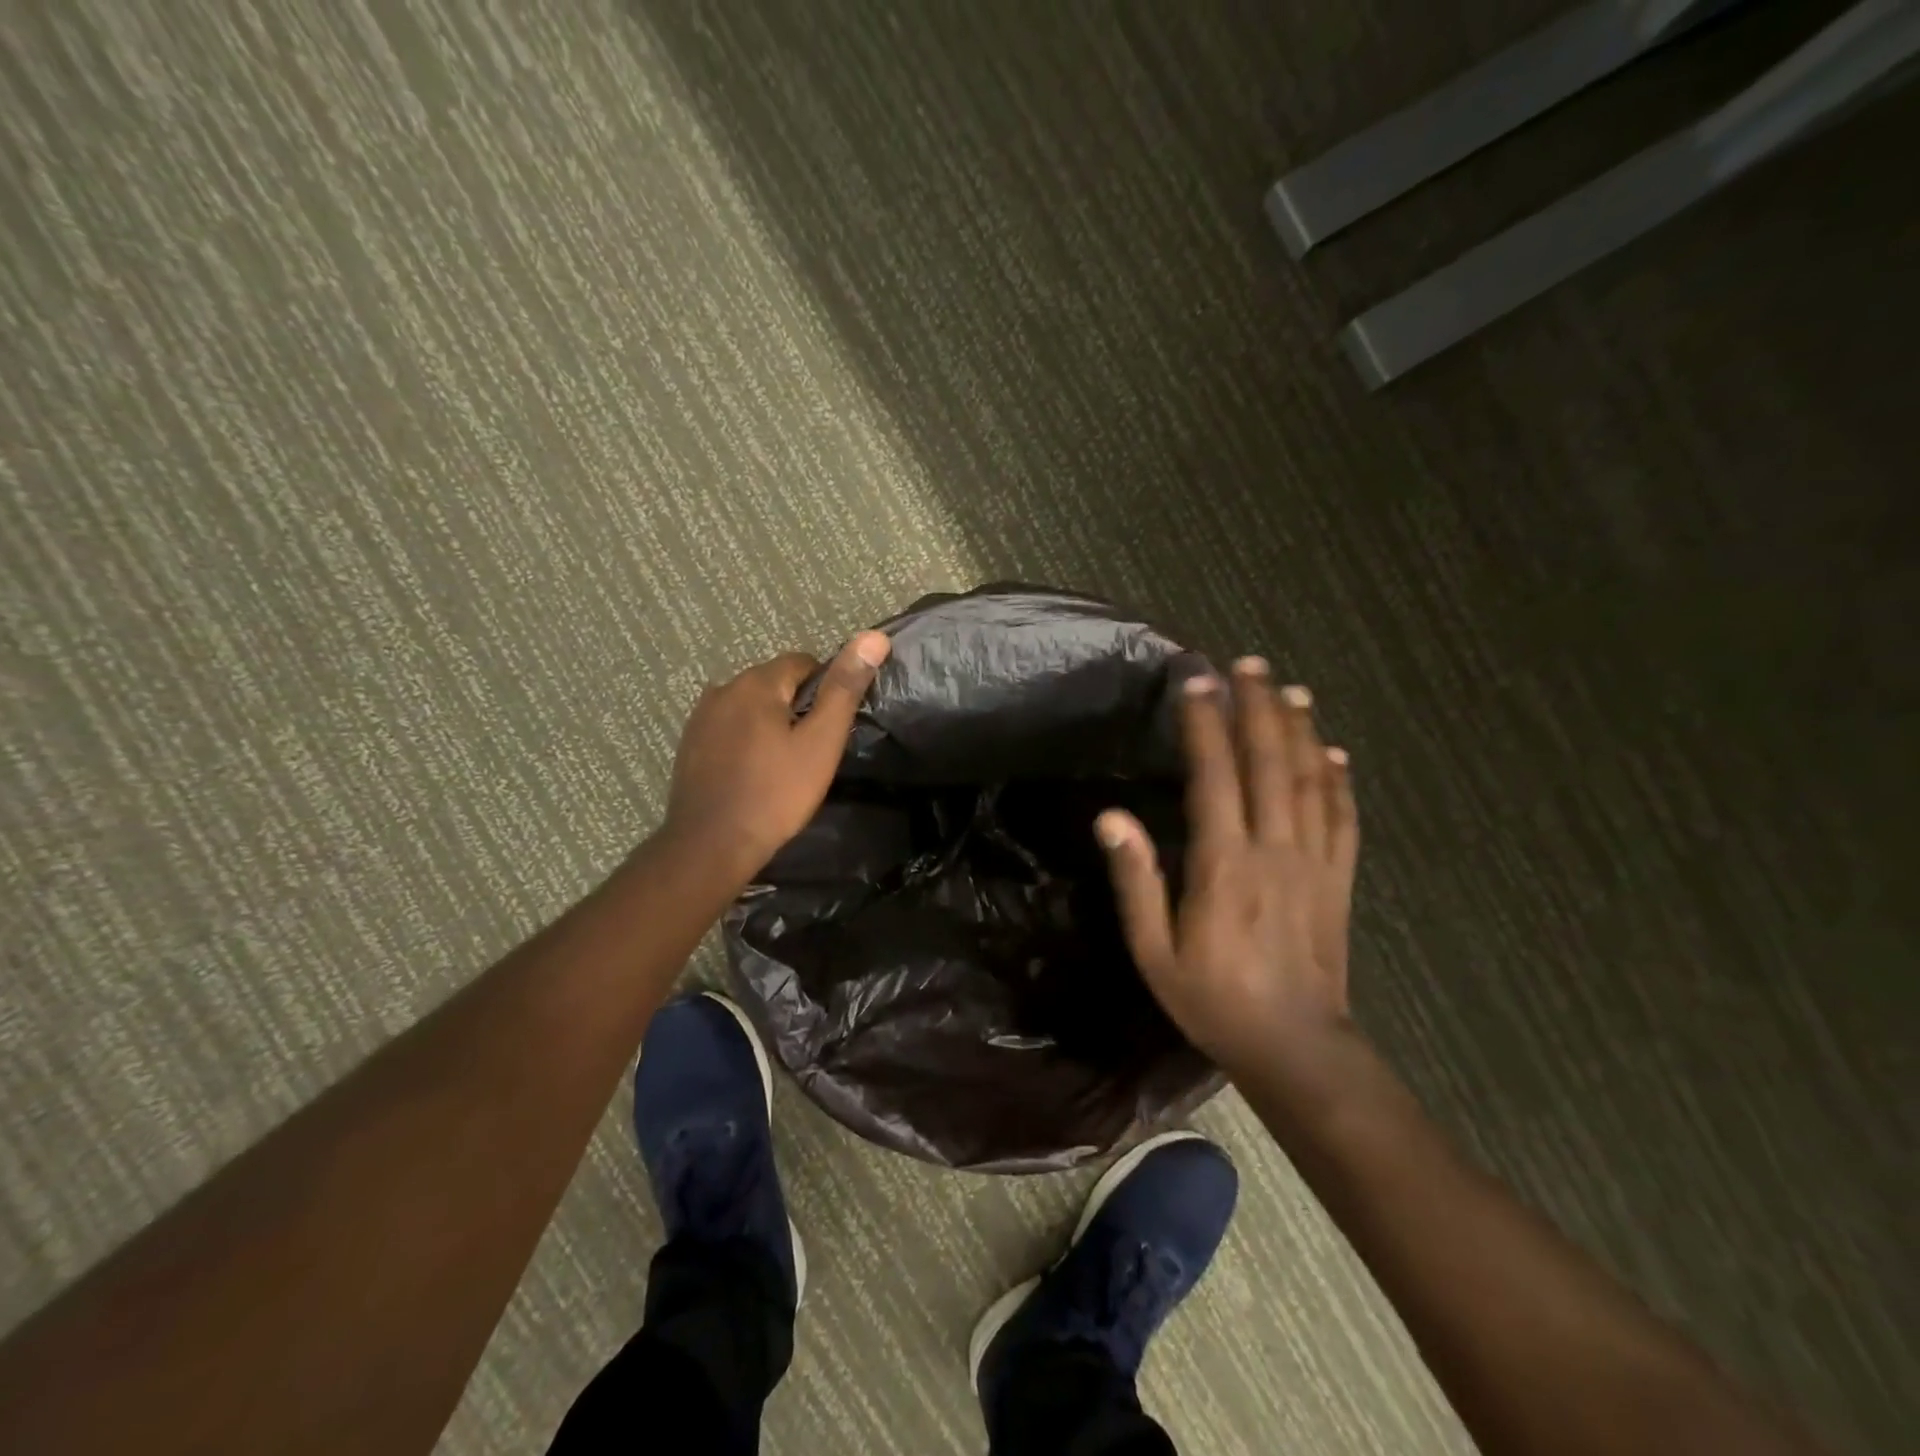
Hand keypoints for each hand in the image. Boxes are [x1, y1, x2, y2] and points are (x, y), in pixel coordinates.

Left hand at [664, 632, 890, 879]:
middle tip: (813, 748)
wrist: (711, 845)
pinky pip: (729, 727)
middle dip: (796, 705)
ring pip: (750, 706)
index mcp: (756, 682)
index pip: (802, 662)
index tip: (832, 726)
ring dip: (770, 722)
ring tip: (785, 762)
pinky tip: (754, 771)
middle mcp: (723, 688)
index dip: (825, 689)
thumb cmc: (776, 793)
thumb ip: (844, 688)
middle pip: (773, 682)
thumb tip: (873, 637)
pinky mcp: (689, 744)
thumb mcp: (821, 742)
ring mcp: (700, 717)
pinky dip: (746, 739)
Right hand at [1096, 657, 1359, 1075]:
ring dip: (1301, 730)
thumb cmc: (1212, 1000)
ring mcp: (1314, 863)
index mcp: (1224, 865)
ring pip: (1312, 781)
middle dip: (1258, 708)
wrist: (1295, 1048)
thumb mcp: (1154, 951)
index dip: (1206, 725)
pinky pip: (1343, 818)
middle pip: (1270, 764)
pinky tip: (1335, 753)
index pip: (1215, 776)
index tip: (1198, 681)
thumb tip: (1112, 817)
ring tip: (1291, 690)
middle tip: (1249, 664)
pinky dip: (1340, 780)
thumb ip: (1136, 881)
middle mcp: (1274, 850)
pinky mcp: (1339, 880)